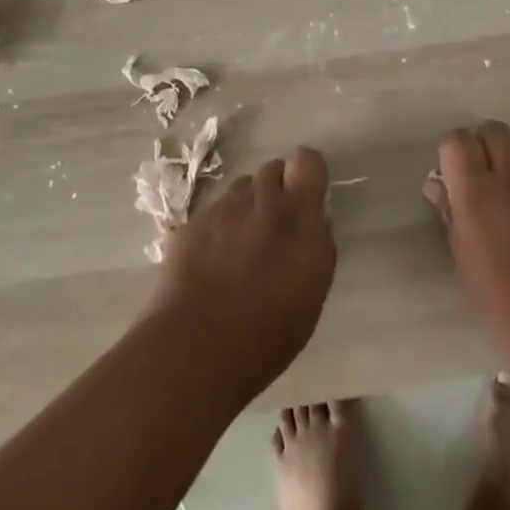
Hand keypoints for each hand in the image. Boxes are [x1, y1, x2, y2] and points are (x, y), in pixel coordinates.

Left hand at [145, 148, 336, 404]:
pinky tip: (212, 260)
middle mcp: (262, 200)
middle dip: (276, 191)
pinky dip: (219, 226)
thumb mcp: (312, 292)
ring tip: (241, 246)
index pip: (308, 161)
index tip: (305, 198)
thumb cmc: (266, 334)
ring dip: (247, 206)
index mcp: (298, 216)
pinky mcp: (194, 219)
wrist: (194, 348)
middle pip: (272, 170)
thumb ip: (316, 243)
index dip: (306, 174)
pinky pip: (214, 209)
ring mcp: (224, 206)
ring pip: (242, 187)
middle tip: (273, 229)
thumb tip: (312, 219)